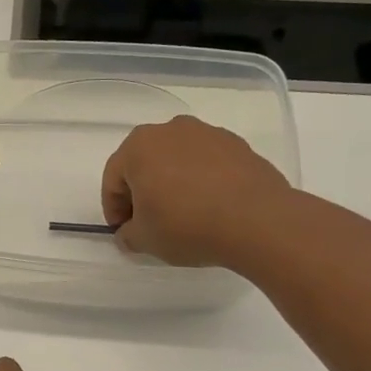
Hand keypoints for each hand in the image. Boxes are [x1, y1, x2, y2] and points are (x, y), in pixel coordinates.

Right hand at [101, 115, 292, 266]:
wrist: (257, 220)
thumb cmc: (187, 225)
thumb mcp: (145, 240)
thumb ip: (128, 234)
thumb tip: (130, 232)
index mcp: (138, 147)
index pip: (113, 178)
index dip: (113, 208)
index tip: (123, 230)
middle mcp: (170, 130)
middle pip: (145, 162)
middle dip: (142, 190)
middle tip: (149, 220)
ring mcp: (207, 133)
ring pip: (177, 159)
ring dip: (173, 182)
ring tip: (183, 214)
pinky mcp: (237, 144)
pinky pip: (207, 162)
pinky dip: (201, 180)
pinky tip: (210, 206)